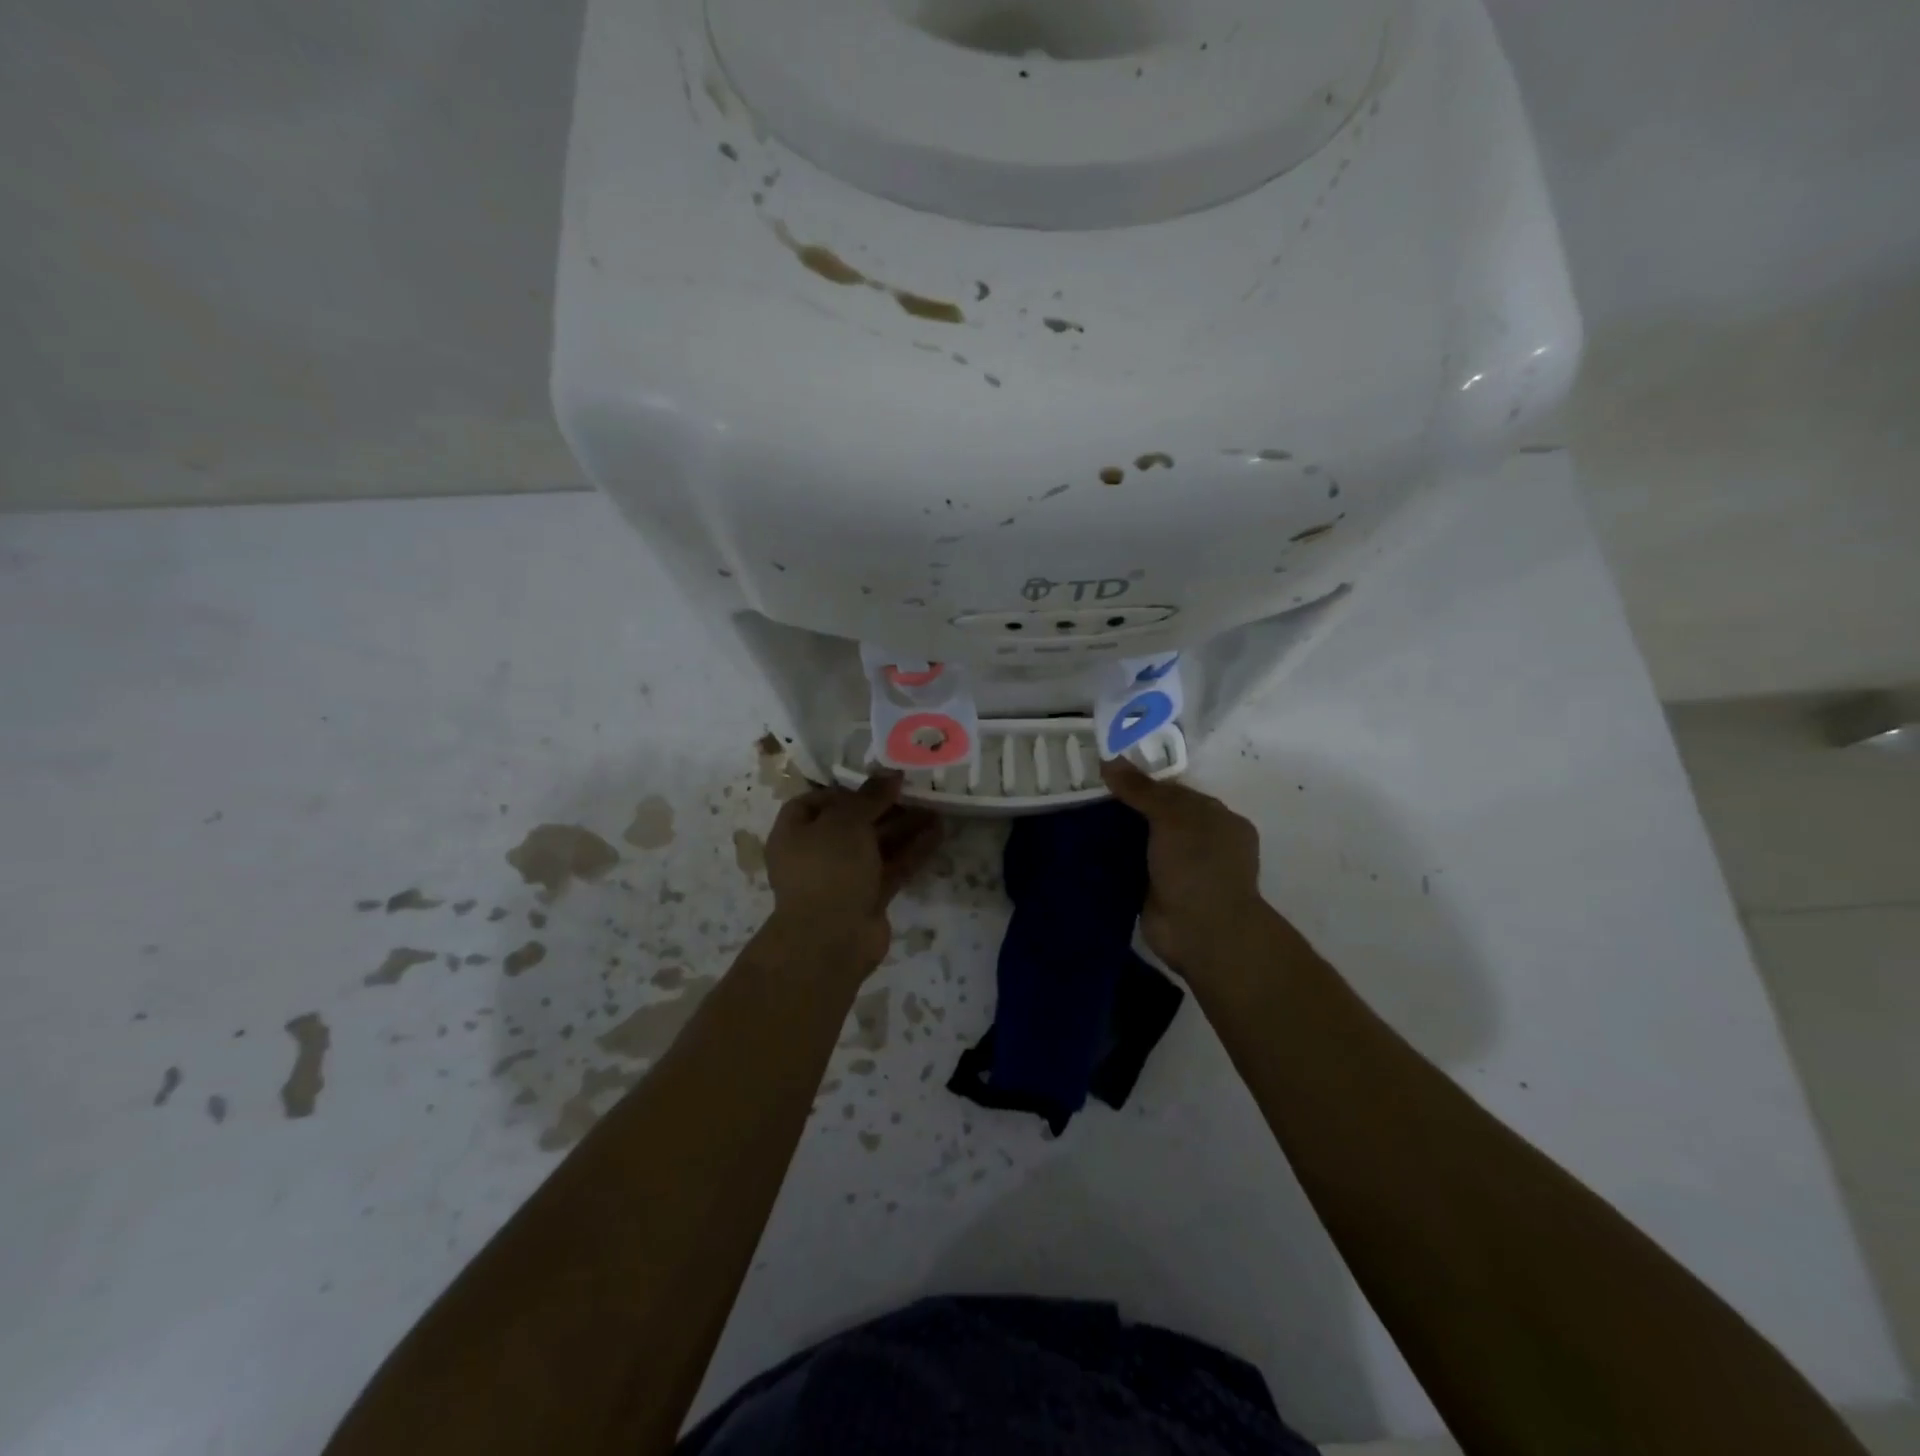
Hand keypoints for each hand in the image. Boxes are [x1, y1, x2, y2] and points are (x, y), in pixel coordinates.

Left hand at [764, 773, 941, 971]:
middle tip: (916, 791)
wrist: (831, 940)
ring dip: (904, 827)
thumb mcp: (846, 821)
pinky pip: (891, 868)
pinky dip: (912, 851)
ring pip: (876, 846)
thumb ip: (870, 796)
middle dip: (885, 807)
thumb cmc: (828, 868)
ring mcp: (843, 878)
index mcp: (795, 832)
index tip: (877, 783)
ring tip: (937, 807)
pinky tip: (938, 833)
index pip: (816, 802)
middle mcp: (816, 854)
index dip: (846, 790)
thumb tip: (891, 773)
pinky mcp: (868, 898)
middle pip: (853, 823)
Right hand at [1101, 758, 1266, 973]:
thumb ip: (1142, 789)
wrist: (1201, 932)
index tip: (1107, 774)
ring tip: (1075, 816)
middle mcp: (1202, 844)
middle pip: (1156, 817)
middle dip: (1125, 808)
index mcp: (1219, 820)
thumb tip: (1110, 759)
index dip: (1143, 782)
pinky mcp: (1155, 893)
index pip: (1176, 792)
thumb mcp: (1172, 816)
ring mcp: (1179, 870)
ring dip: (1115, 834)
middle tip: (1084, 793)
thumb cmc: (1198, 865)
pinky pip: (1130, 868)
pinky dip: (1110, 860)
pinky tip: (1082, 847)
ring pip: (1141, 843)